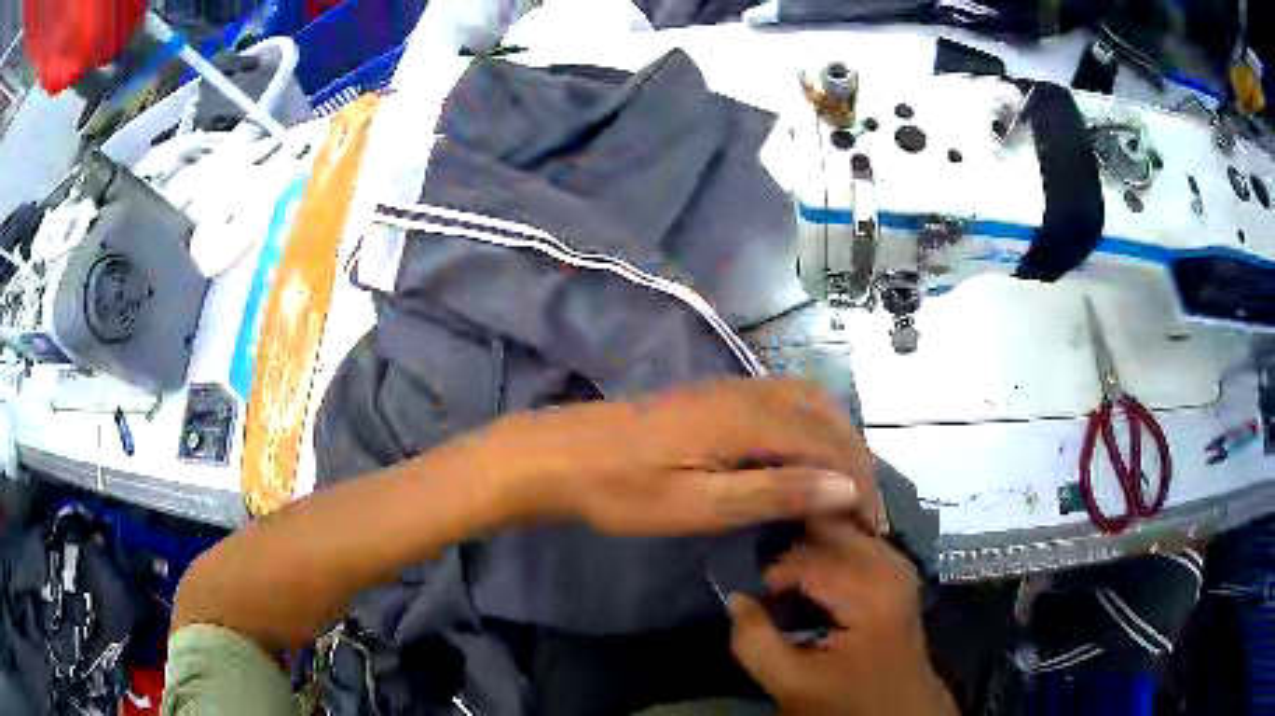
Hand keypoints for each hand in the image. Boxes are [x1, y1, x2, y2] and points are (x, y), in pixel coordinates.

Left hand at [480, 378, 878, 535]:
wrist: (561, 455)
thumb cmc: (624, 491)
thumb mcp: (700, 505)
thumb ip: (775, 492)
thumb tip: (847, 487)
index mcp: (751, 419)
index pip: (831, 445)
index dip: (860, 485)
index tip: (871, 527)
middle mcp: (751, 392)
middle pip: (828, 417)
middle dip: (856, 460)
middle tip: (864, 510)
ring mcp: (732, 388)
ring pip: (810, 403)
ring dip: (837, 440)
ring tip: (845, 486)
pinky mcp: (717, 395)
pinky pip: (785, 401)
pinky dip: (812, 427)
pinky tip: (805, 457)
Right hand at [729, 527, 955, 715]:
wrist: (901, 711)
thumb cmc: (848, 701)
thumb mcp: (792, 683)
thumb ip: (755, 642)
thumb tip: (736, 598)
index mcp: (868, 592)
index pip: (809, 559)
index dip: (773, 572)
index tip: (751, 592)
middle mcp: (890, 568)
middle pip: (836, 529)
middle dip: (795, 540)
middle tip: (764, 562)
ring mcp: (900, 569)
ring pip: (850, 531)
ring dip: (815, 541)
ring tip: (785, 563)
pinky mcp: (899, 578)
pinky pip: (863, 544)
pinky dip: (836, 548)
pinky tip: (816, 567)